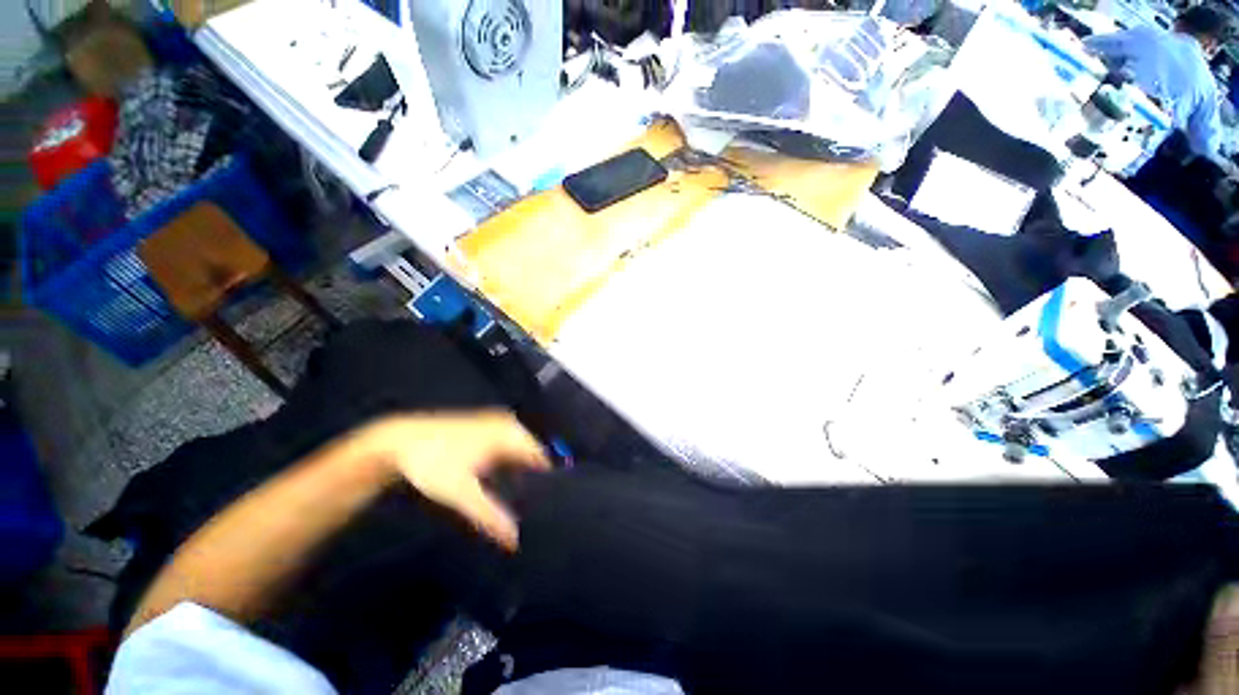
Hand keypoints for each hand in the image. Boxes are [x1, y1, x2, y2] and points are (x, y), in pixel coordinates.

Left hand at [360, 411, 550, 549]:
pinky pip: (507, 449)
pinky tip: (501, 487)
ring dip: (520, 475)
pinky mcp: (485, 429)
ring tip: (519, 504)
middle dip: (533, 481)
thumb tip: (515, 541)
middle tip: (532, 511)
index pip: (542, 459)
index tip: (546, 508)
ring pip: (519, 453)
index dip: (546, 484)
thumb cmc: (432, 464)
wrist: (397, 442)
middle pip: (531, 456)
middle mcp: (509, 425)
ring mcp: (497, 424)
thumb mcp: (462, 493)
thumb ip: (490, 516)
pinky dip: (507, 467)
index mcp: (511, 434)